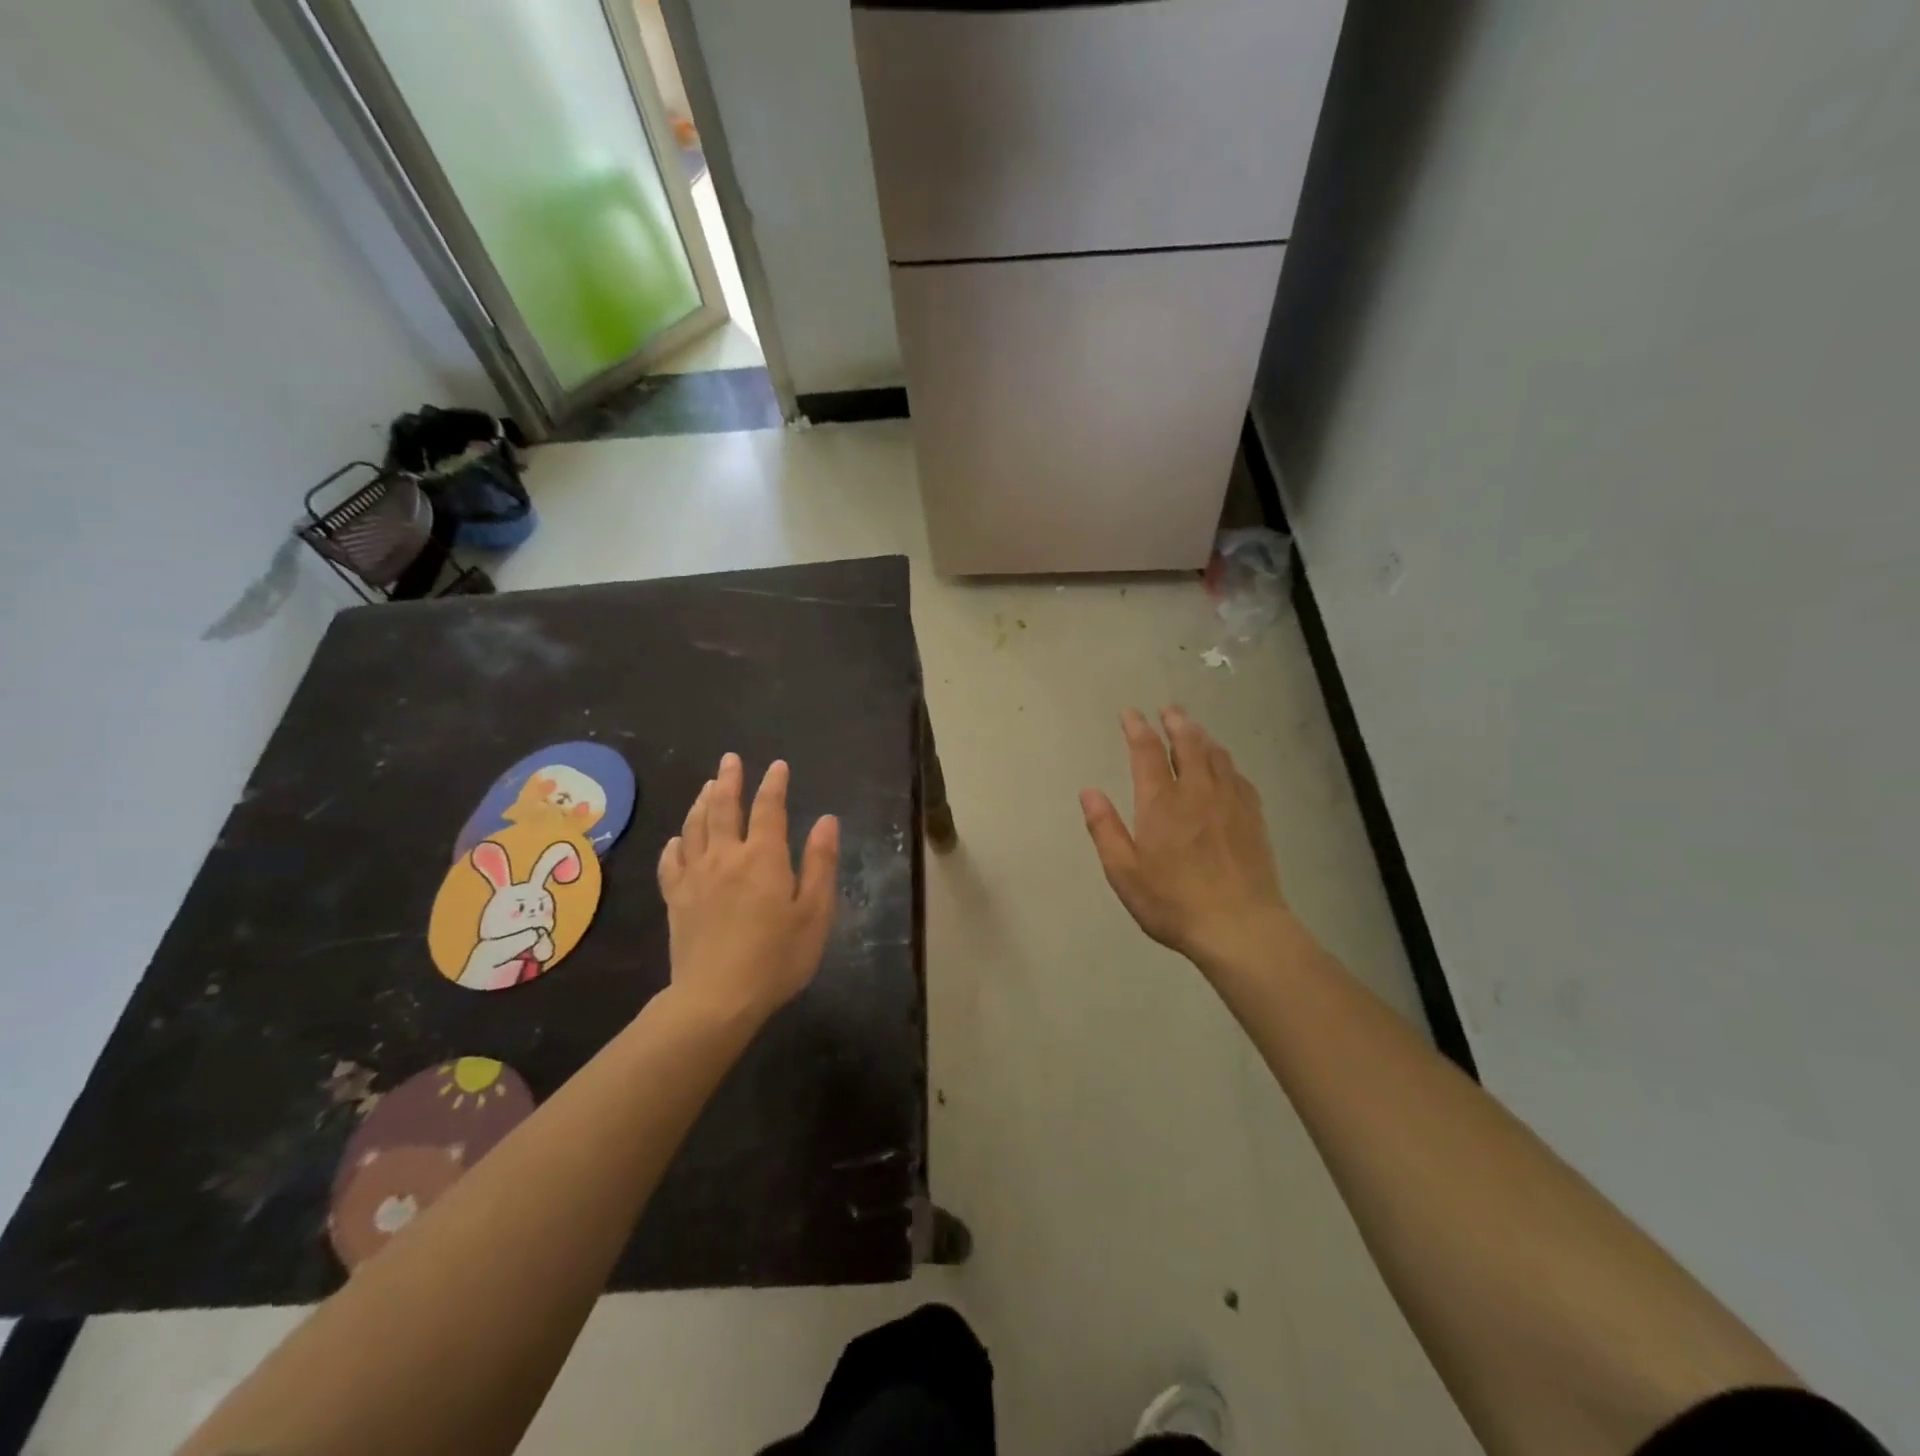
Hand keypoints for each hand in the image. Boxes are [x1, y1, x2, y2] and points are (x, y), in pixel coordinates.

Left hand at [658, 754, 840, 1024]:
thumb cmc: (777, 957)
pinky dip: (677, 843)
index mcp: (763, 857)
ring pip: (695, 826)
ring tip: (707, 785)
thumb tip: (826, 821)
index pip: (768, 808)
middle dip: (729, 780)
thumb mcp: (815, 913)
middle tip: (730, 759)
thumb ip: (820, 863)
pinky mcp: (676, 898)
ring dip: (702, 801)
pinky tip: (679, 838)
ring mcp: (695, 876)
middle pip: (723, 807)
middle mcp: (726, 856)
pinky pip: (672, 860)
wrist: (716, 998)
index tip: (778, 766)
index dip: (774, 784)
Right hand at [1080, 707, 1291, 975]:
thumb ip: (1105, 828)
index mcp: (1161, 802)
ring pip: (1216, 755)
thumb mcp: (1124, 872)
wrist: (1240, 926)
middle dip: (1175, 722)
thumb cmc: (1173, 902)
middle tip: (1168, 709)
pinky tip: (1225, 766)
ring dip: (1201, 736)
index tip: (1130, 713)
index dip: (1137, 728)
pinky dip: (1226, 761)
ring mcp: (1230, 802)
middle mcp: (1197, 791)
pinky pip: (1238, 776)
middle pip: (1188, 743)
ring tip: (1193, 728)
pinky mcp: (1253, 817)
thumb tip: (1089, 791)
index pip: (1147, 752)